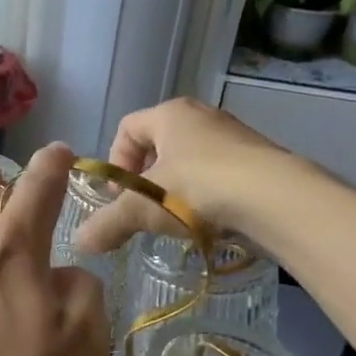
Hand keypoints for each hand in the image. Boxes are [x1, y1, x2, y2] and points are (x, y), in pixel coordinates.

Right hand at [74, 98, 284, 253]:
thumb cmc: (198, 189)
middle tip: (144, 210)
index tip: (120, 196)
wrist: (276, 198)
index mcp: (170, 114)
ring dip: (176, 189)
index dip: (116, 162)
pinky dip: (207, 197)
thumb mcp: (143, 209)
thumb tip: (79, 242)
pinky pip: (220, 175)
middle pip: (159, 144)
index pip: (127, 128)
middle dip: (145, 178)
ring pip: (191, 160)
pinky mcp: (259, 160)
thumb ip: (109, 223)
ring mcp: (235, 136)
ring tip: (176, 220)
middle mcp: (203, 116)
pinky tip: (208, 223)